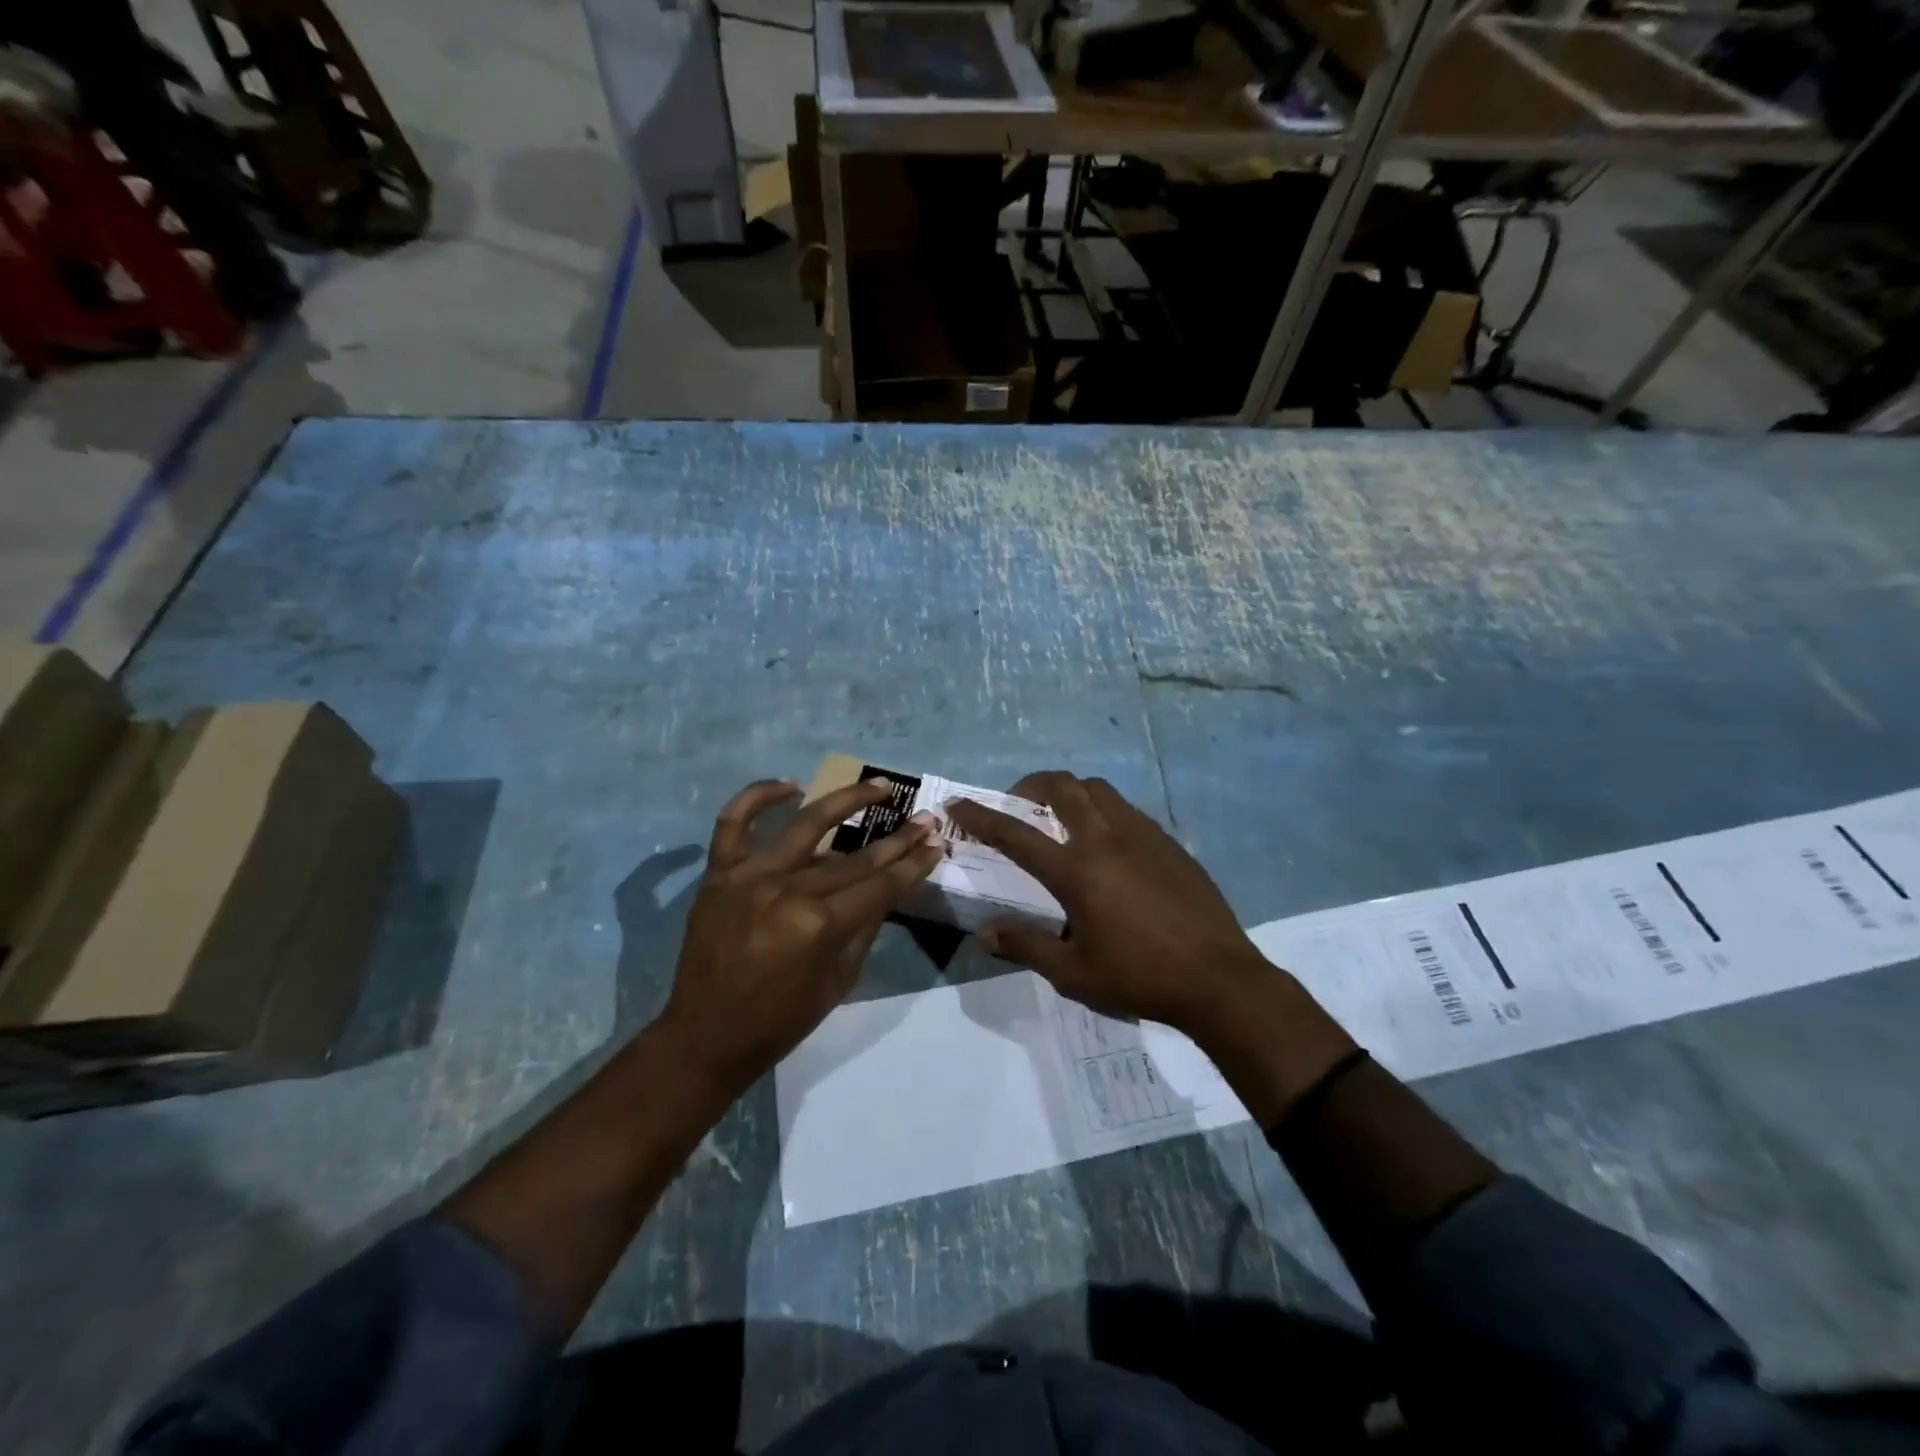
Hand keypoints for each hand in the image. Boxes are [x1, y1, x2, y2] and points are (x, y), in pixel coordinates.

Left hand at [659, 777, 943, 1095]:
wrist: (705, 1035)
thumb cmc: (780, 1020)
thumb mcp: (840, 981)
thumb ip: (865, 928)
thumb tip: (887, 888)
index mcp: (820, 926)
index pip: (881, 885)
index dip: (914, 864)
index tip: (938, 842)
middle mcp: (788, 891)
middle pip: (855, 858)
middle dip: (898, 839)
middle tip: (925, 818)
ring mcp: (750, 876)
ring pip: (806, 824)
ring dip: (847, 800)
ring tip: (879, 786)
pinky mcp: (719, 873)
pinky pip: (733, 821)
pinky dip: (758, 796)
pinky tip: (789, 785)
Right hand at [944, 772, 1269, 1036]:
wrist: (1218, 979)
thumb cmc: (1140, 978)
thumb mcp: (1074, 974)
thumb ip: (1027, 946)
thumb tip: (986, 934)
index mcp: (1076, 871)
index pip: (1016, 834)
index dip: (981, 816)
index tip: (959, 804)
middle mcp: (1105, 840)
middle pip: (1062, 787)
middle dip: (1031, 785)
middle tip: (1019, 803)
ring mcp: (1142, 835)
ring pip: (1098, 789)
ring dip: (1070, 792)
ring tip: (1062, 816)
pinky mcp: (1168, 842)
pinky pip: (1127, 809)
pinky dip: (1103, 810)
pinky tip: (1106, 842)